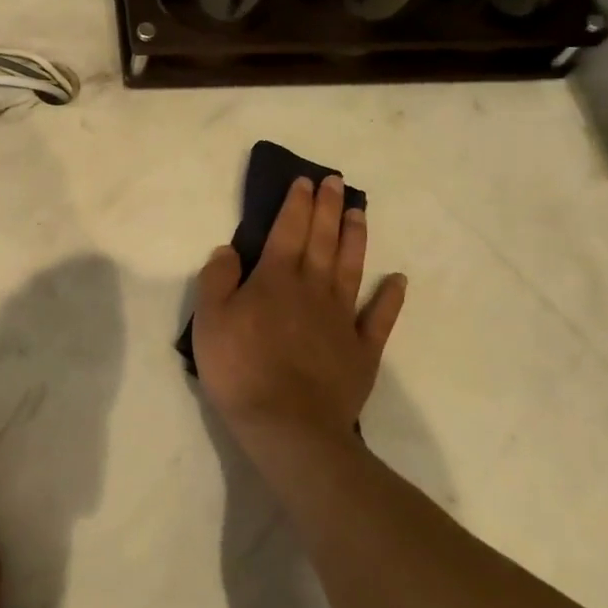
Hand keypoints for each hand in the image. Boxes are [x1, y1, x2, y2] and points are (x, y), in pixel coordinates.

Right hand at [192, 175, 406, 447]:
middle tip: (336, 182)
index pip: (287, 230)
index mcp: (275, 279)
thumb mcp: (209, 320)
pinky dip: (390, 297)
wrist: (287, 425)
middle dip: (328, 208)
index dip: (296, 204)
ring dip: (355, 238)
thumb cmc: (240, 369)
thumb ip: (217, 279)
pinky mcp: (363, 350)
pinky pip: (380, 317)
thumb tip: (229, 250)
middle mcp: (312, 289)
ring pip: (351, 268)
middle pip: (322, 240)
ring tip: (360, 212)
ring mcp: (342, 318)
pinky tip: (398, 279)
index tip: (305, 182)